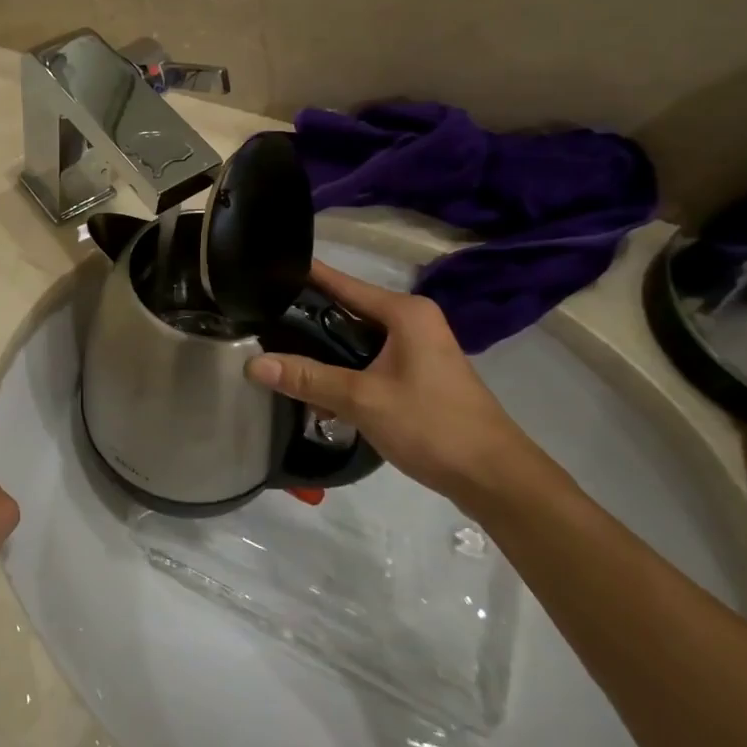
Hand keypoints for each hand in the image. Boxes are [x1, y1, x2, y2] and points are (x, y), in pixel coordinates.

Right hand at [246, 264, 545, 508]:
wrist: (494, 477)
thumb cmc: (432, 425)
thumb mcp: (362, 399)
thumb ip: (307, 378)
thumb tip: (252, 364)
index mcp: (403, 312)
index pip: (341, 282)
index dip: (303, 275)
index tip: (264, 269)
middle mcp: (411, 321)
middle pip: (346, 309)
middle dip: (305, 317)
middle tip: (258, 318)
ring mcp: (417, 349)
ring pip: (356, 338)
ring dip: (323, 349)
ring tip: (275, 348)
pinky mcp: (417, 375)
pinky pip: (369, 360)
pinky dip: (343, 368)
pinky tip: (313, 383)